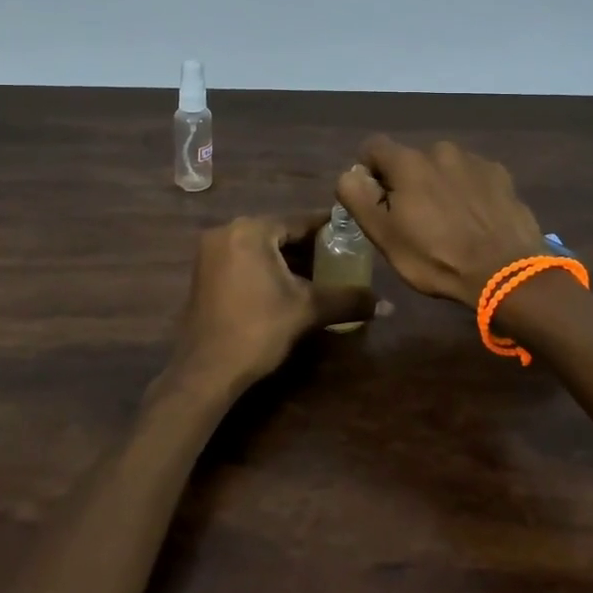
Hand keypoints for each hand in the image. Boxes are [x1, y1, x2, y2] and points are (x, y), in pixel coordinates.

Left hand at [166, 213, 378, 397]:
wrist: (207, 371)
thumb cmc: (258, 330)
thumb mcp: (307, 310)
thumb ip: (348, 300)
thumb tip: (388, 305)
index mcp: (251, 230)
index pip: (299, 221)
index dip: (328, 229)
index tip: (352, 236)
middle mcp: (227, 231)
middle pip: (279, 232)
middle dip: (308, 247)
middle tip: (340, 258)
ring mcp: (211, 251)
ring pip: (260, 247)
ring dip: (287, 259)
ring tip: (319, 274)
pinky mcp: (204, 272)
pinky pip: (244, 259)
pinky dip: (266, 267)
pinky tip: (288, 286)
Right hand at [335, 136, 545, 308]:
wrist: (506, 273)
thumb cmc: (436, 258)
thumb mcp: (384, 236)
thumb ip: (358, 198)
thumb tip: (349, 173)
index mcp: (408, 162)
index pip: (373, 147)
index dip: (369, 172)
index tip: (377, 202)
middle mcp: (441, 150)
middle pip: (411, 160)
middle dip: (407, 183)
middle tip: (415, 221)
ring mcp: (475, 161)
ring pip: (443, 167)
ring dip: (439, 186)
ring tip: (450, 223)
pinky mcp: (502, 175)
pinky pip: (473, 177)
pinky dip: (468, 192)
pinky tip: (476, 221)